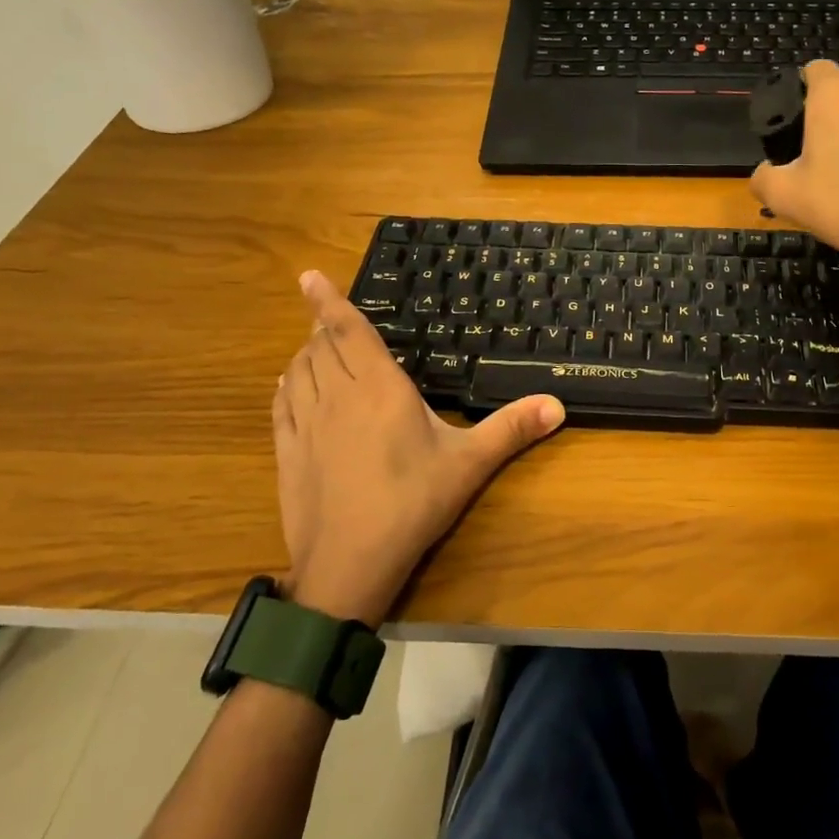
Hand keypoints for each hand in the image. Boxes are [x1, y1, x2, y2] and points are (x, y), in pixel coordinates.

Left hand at [273, 271, 564, 625]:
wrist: (349, 563)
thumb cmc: (412, 503)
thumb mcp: (469, 464)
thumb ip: (512, 429)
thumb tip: (558, 404)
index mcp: (379, 389)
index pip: (349, 331)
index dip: (329, 301)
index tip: (309, 276)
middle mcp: (337, 396)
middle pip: (321, 346)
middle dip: (324, 326)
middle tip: (331, 317)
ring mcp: (306, 424)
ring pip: (298, 370)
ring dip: (305, 352)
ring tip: (316, 346)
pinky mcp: (287, 451)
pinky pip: (280, 404)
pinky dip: (286, 384)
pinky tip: (289, 385)